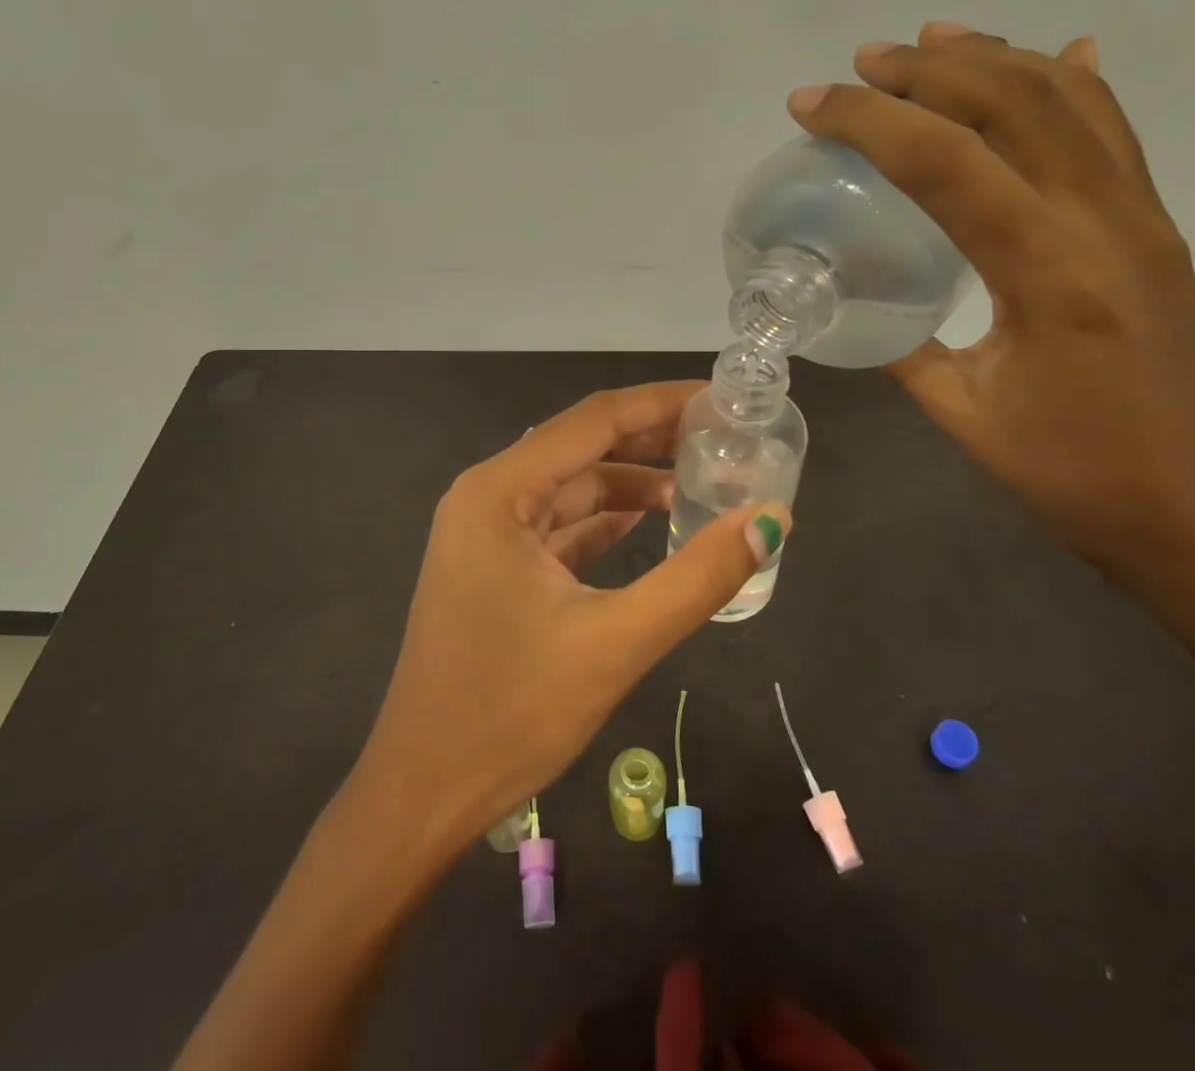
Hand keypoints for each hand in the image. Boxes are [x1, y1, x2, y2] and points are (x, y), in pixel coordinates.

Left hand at [351, 381, 788, 852]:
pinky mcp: (495, 567)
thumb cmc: (510, 714)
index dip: (659, 403)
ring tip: (704, 481)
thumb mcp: (616, 643)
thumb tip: (772, 519)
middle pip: (582, 447)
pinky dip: (607, 520)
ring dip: (632, 482)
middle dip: (651, 438)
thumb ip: (698, 577)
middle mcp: (488, 496)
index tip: (720, 398)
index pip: (593, 420)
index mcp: (500, 492)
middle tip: (723, 436)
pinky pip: (561, 525)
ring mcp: (487, 533)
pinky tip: (655, 522)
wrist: (423, 794)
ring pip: (572, 487)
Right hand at [788, 23, 1194, 612]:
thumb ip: (903, 346)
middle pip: (1013, 103)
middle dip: (928, 69)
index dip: (867, 120)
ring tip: (933, 40)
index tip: (809, 104)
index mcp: (1047, 271)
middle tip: (863, 63)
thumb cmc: (1074, 476)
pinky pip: (1114, 132)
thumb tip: (856, 301)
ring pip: (1071, 101)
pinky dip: (1074, 84)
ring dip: (996, 57)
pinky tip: (1056, 54)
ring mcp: (1142, 218)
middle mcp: (1104, 222)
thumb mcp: (962, 413)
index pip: (943, 162)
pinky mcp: (1156, 229)